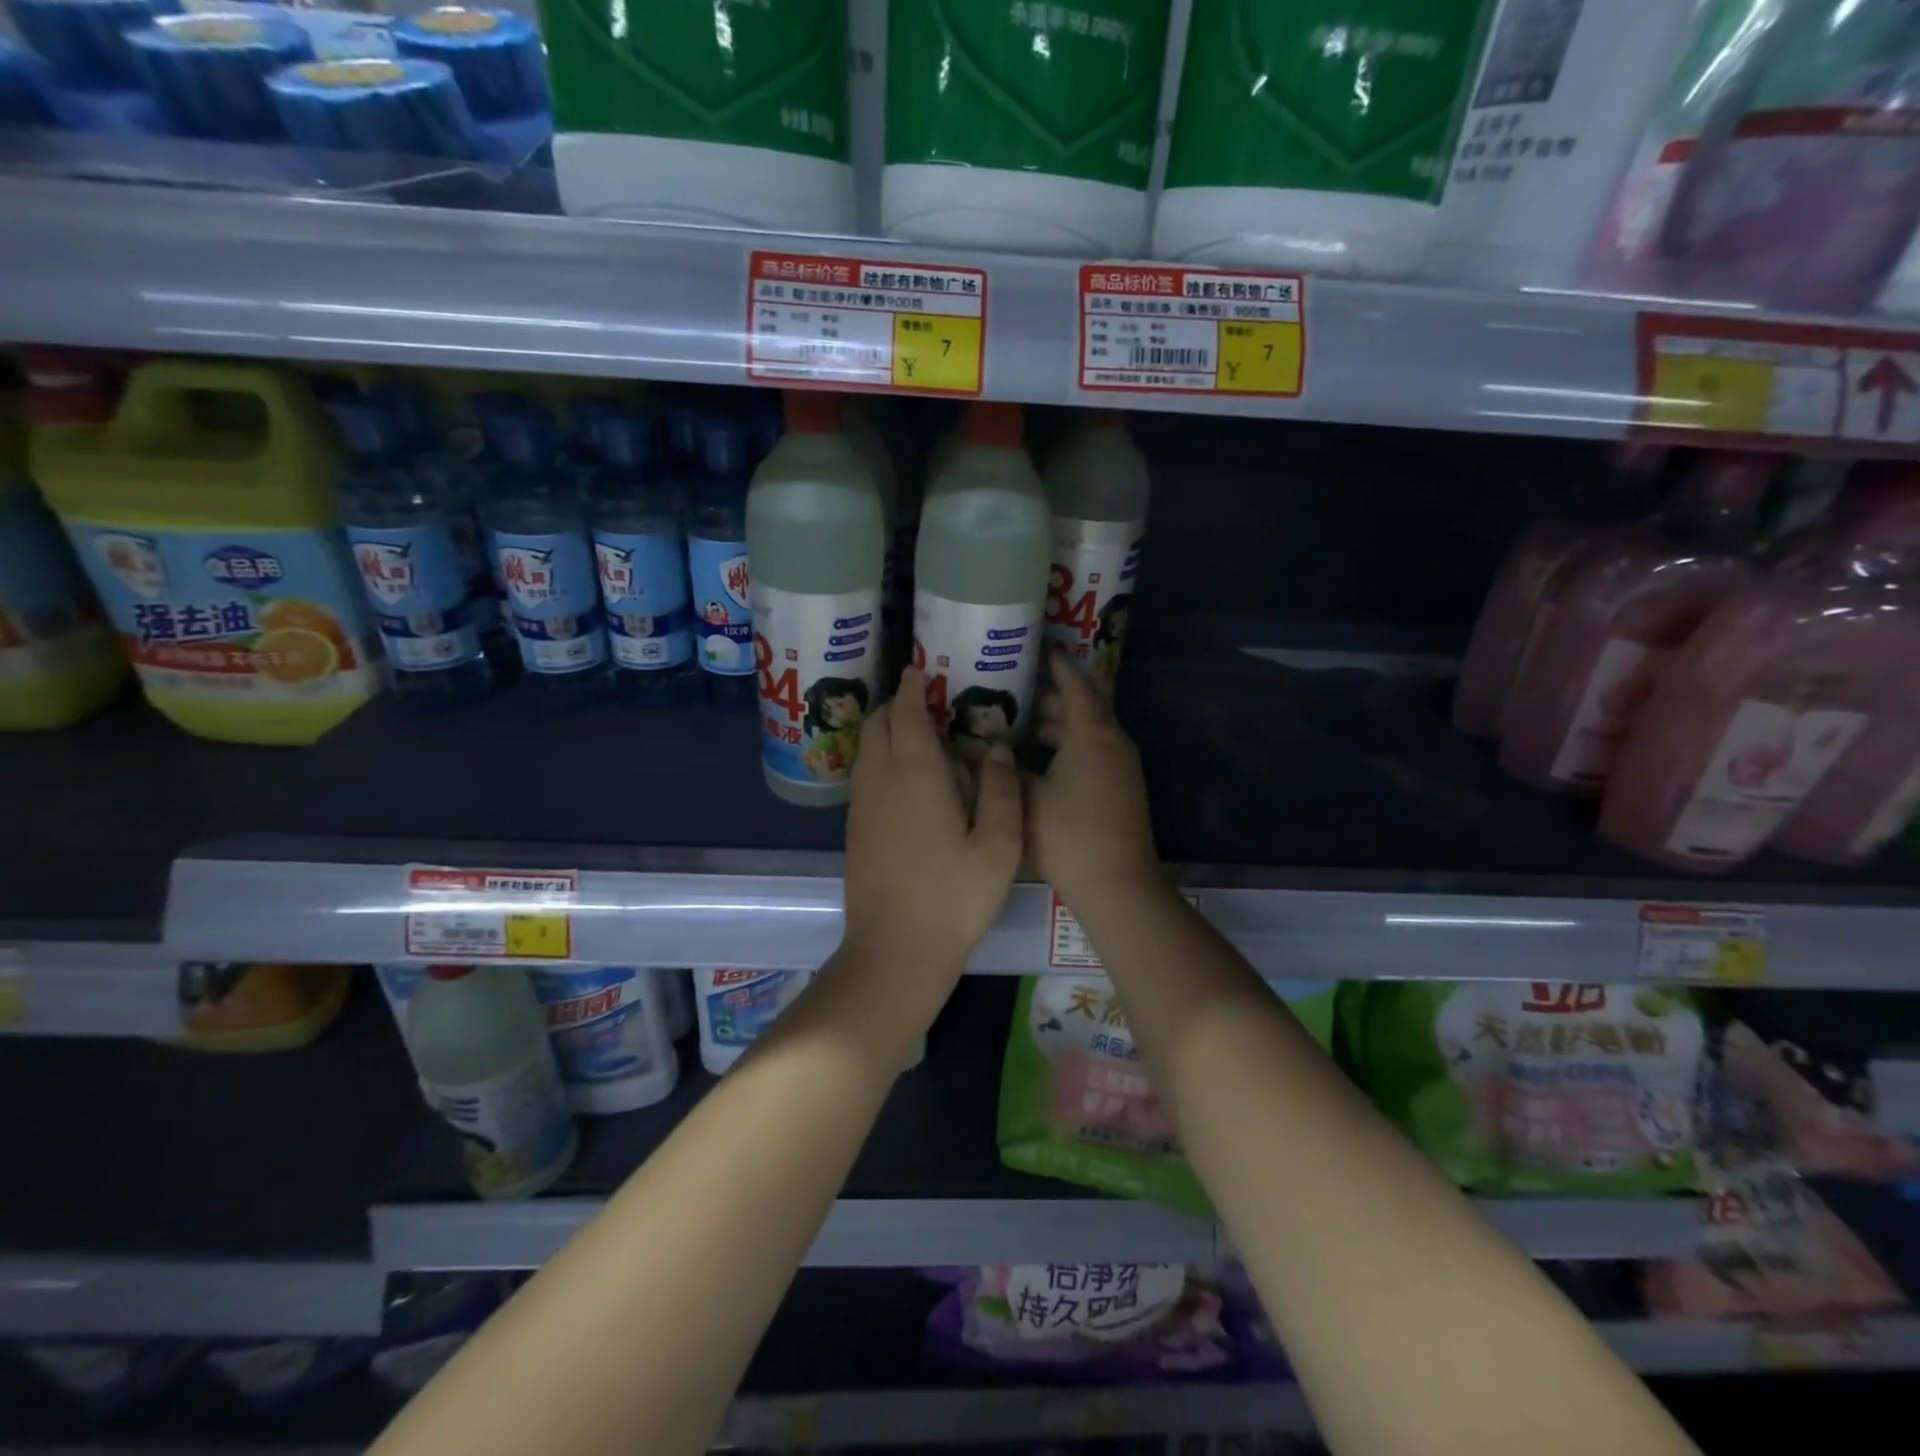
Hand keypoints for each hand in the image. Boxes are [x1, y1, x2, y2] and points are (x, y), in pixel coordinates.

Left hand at [841, 665, 1021, 972]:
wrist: (894, 952)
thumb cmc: (953, 898)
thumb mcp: (998, 845)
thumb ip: (1001, 789)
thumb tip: (995, 749)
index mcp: (915, 773)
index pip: (907, 712)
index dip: (913, 686)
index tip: (922, 669)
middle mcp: (879, 779)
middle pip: (878, 723)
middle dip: (899, 704)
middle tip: (931, 704)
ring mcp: (861, 805)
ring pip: (867, 749)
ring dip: (888, 732)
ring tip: (923, 738)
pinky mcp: (854, 829)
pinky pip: (865, 774)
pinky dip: (881, 759)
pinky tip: (910, 780)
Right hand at [1027, 649, 1160, 912]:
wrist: (1117, 884)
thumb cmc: (1069, 834)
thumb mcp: (1027, 798)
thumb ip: (1007, 770)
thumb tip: (993, 753)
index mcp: (1092, 733)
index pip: (1075, 685)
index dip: (1056, 666)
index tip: (1037, 650)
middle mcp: (1112, 742)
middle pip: (1084, 708)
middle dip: (1051, 698)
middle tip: (1014, 693)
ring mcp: (1121, 768)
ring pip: (1088, 733)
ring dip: (1059, 727)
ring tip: (1020, 727)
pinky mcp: (1121, 790)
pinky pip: (1093, 753)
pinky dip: (1068, 748)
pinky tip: (1040, 763)